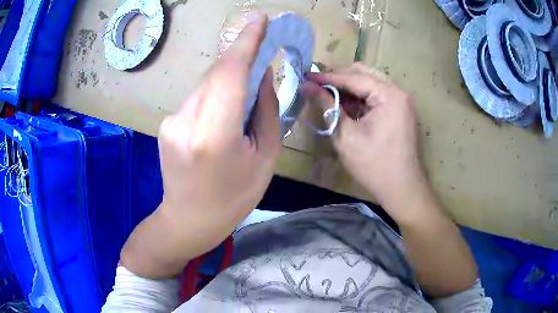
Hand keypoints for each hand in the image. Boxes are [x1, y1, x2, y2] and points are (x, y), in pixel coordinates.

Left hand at [122, 11, 279, 276]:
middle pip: (217, 75)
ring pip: (207, 85)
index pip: (229, 73)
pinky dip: (214, 99)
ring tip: (238, 113)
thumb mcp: (265, 158)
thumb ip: (265, 110)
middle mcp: (186, 121)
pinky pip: (197, 98)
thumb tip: (262, 74)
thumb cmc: (234, 197)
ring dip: (228, 86)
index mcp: (214, 134)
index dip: (246, 42)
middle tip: (261, 71)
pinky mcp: (166, 123)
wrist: (189, 220)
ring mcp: (171, 121)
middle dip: (241, 65)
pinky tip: (218, 124)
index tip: (259, 19)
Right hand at [307, 63, 432, 222]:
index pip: (354, 78)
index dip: (328, 77)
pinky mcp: (399, 110)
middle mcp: (398, 92)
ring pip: (369, 82)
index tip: (306, 76)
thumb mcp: (346, 135)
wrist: (401, 187)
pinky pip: (375, 95)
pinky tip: (344, 105)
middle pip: (363, 74)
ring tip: (327, 94)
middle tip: (316, 85)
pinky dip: (359, 97)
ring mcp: (400, 100)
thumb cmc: (374, 165)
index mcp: (389, 95)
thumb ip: (327, 106)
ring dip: (348, 87)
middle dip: (339, 78)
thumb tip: (307, 86)